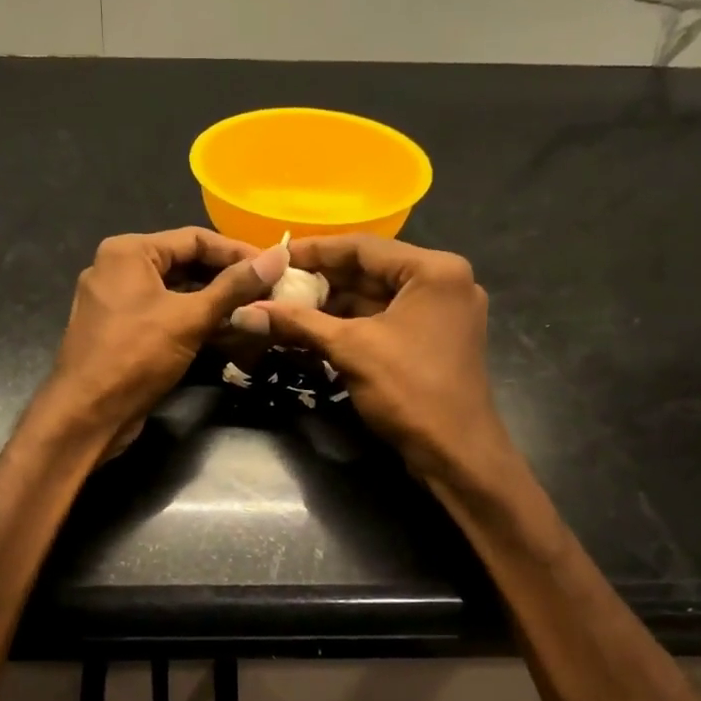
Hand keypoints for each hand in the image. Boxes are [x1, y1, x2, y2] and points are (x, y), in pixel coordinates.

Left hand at [46, 227, 288, 448]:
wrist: (87, 414)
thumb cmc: (136, 356)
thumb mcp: (189, 318)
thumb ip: (234, 286)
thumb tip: (278, 256)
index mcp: (128, 252)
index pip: (194, 239)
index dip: (238, 252)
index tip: (274, 266)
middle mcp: (117, 269)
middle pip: (184, 264)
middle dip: (227, 278)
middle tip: (269, 290)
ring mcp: (116, 302)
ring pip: (175, 293)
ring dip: (213, 302)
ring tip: (255, 311)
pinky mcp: (120, 331)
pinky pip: (163, 315)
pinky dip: (192, 321)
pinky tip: (226, 332)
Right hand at [253, 235, 512, 482]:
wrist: (456, 453)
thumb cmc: (409, 391)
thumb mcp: (350, 349)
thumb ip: (299, 323)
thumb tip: (244, 312)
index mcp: (433, 271)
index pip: (363, 247)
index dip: (314, 251)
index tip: (274, 256)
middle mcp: (443, 281)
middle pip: (370, 271)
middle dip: (321, 280)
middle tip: (275, 284)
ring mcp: (441, 312)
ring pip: (376, 297)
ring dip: (333, 304)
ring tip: (286, 307)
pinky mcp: (434, 339)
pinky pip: (386, 319)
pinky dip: (352, 324)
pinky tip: (314, 329)